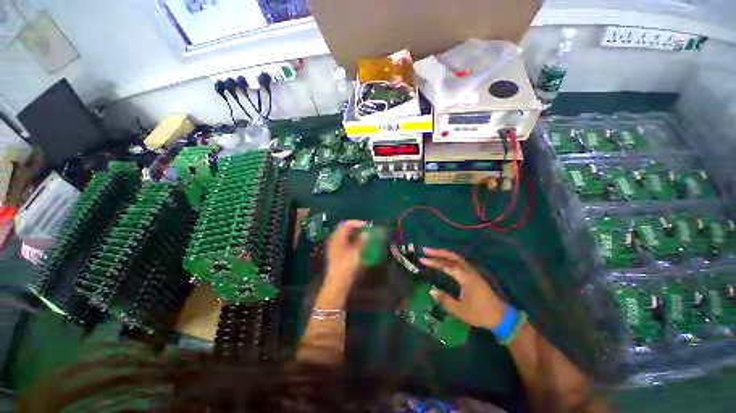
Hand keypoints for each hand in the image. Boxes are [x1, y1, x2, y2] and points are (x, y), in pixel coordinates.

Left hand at [324, 220, 367, 291]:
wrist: (337, 283)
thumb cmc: (347, 265)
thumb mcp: (357, 251)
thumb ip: (362, 240)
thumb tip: (367, 233)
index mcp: (338, 236)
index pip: (347, 224)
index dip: (358, 223)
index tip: (368, 226)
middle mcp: (334, 239)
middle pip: (345, 228)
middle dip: (356, 228)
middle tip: (366, 231)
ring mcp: (333, 246)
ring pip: (344, 235)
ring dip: (354, 234)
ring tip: (364, 237)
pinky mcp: (335, 253)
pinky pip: (343, 242)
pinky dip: (351, 240)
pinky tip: (358, 245)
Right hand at [420, 248, 506, 329]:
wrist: (500, 316)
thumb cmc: (479, 313)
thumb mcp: (460, 310)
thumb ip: (445, 300)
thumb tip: (431, 291)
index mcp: (465, 278)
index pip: (446, 266)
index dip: (434, 262)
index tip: (422, 259)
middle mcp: (468, 271)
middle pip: (452, 256)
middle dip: (438, 252)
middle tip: (425, 250)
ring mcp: (472, 271)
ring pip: (456, 258)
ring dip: (443, 254)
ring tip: (432, 253)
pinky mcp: (473, 274)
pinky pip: (459, 262)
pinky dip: (449, 258)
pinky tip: (444, 260)